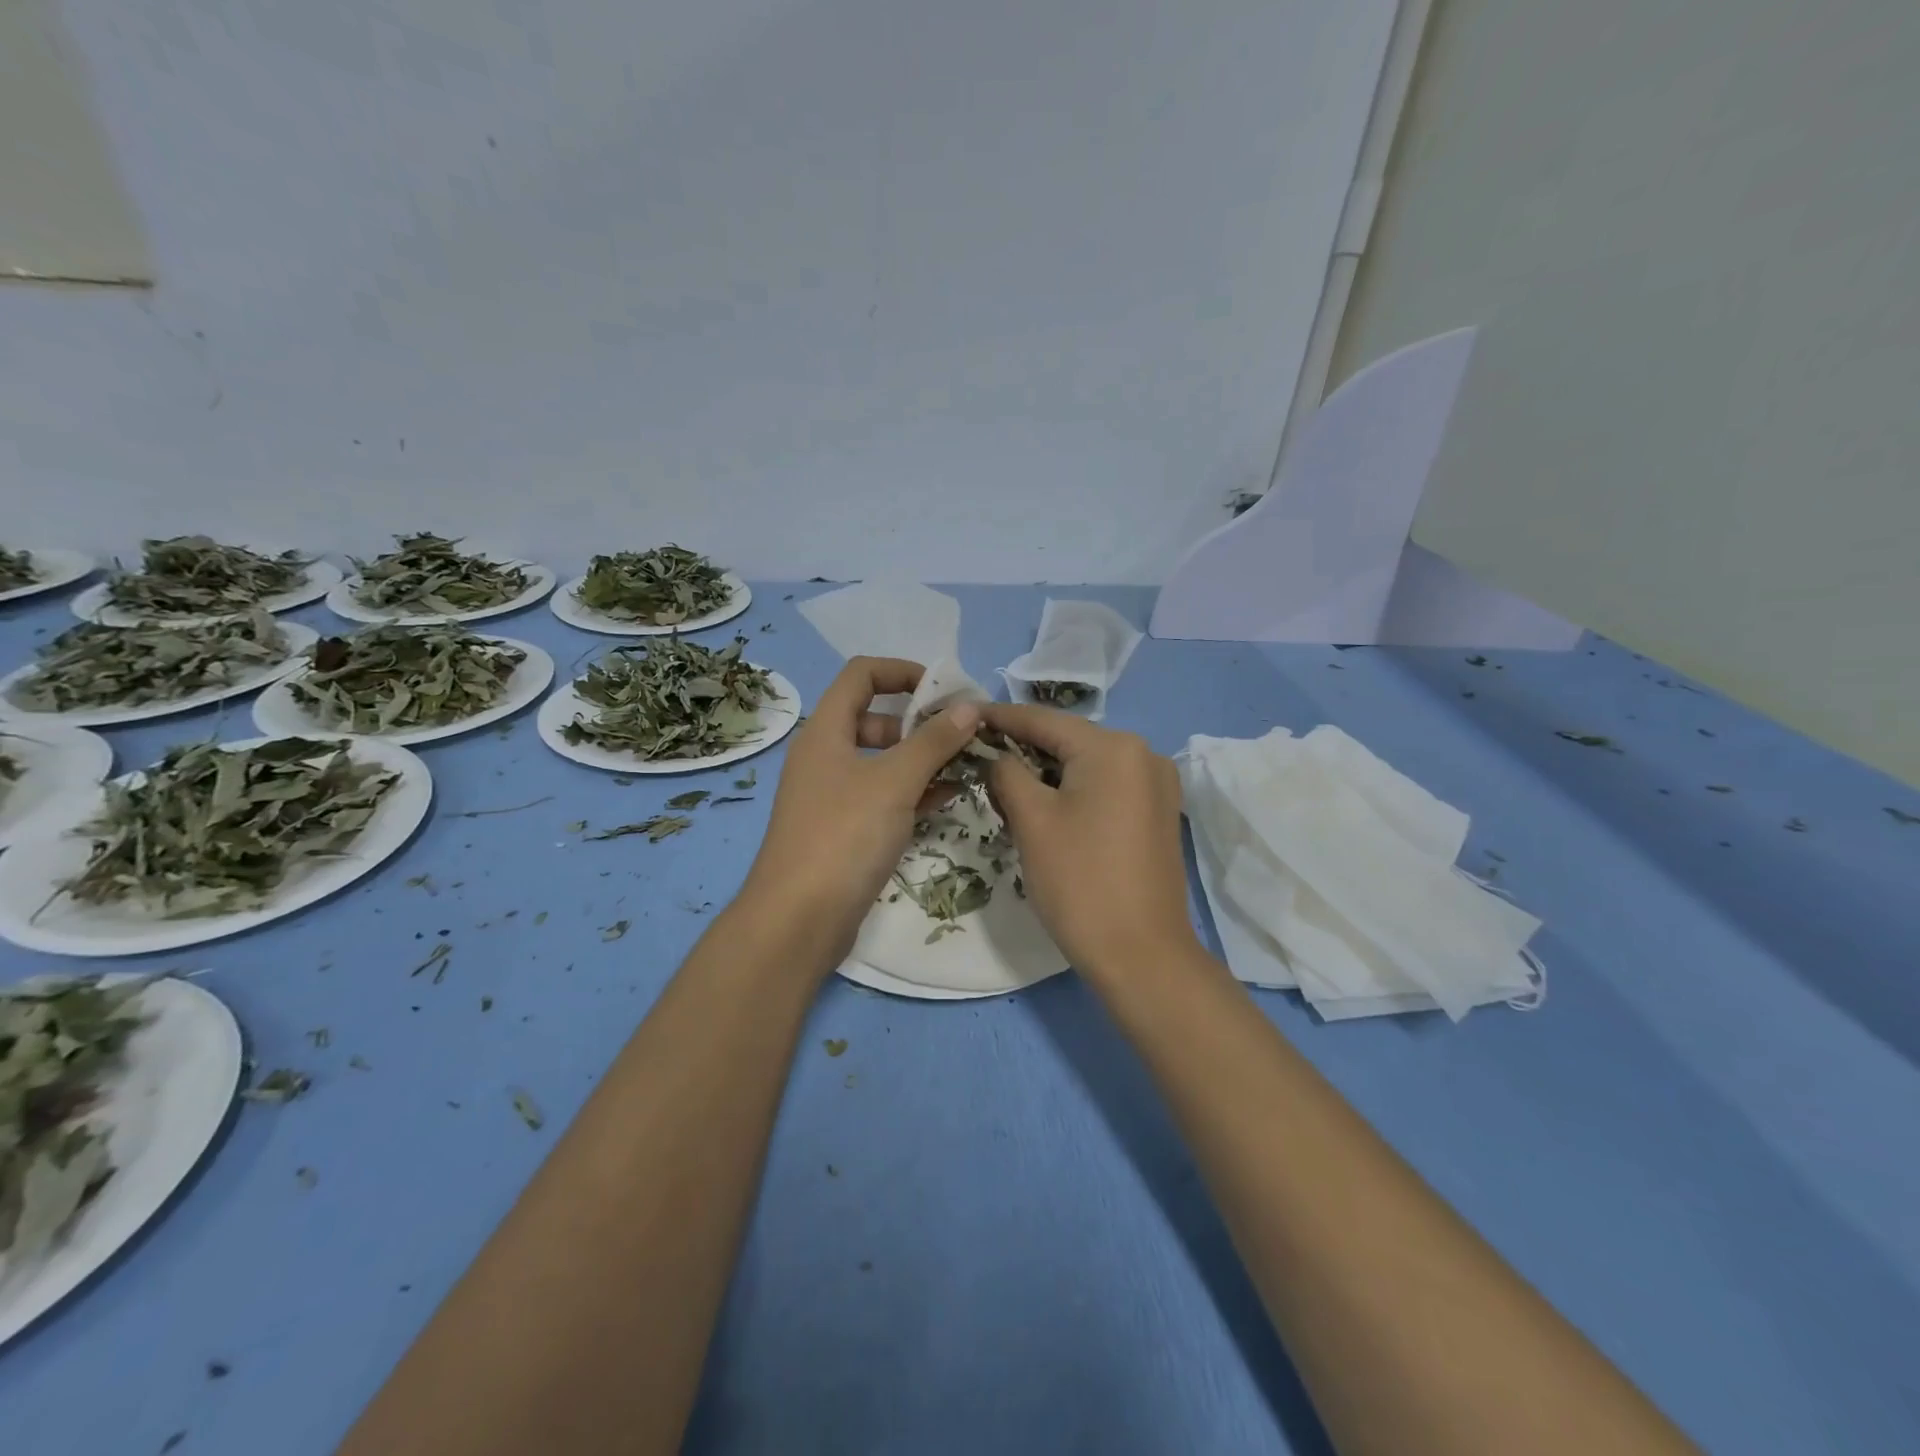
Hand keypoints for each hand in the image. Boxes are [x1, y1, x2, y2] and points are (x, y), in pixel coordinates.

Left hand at [741, 658, 980, 965]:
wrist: (798, 920)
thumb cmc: (844, 837)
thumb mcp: (894, 782)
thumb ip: (934, 741)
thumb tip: (969, 707)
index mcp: (825, 731)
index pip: (861, 675)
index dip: (903, 671)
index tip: (944, 689)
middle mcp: (825, 756)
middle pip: (876, 718)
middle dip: (921, 722)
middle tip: (965, 734)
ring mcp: (833, 796)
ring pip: (884, 761)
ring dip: (923, 758)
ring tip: (969, 764)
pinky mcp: (844, 830)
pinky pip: (884, 796)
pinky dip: (915, 791)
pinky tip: (951, 797)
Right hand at [983, 704, 1198, 981]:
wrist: (1141, 955)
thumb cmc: (1079, 882)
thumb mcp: (1032, 821)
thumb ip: (1007, 773)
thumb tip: (998, 757)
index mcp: (1113, 747)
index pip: (1044, 720)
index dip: (1000, 718)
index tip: (965, 716)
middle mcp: (1143, 754)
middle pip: (1068, 741)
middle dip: (1023, 751)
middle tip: (979, 761)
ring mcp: (1157, 785)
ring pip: (1086, 766)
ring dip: (1047, 775)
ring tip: (1006, 791)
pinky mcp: (1159, 813)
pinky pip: (1107, 787)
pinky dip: (1074, 792)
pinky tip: (1047, 810)